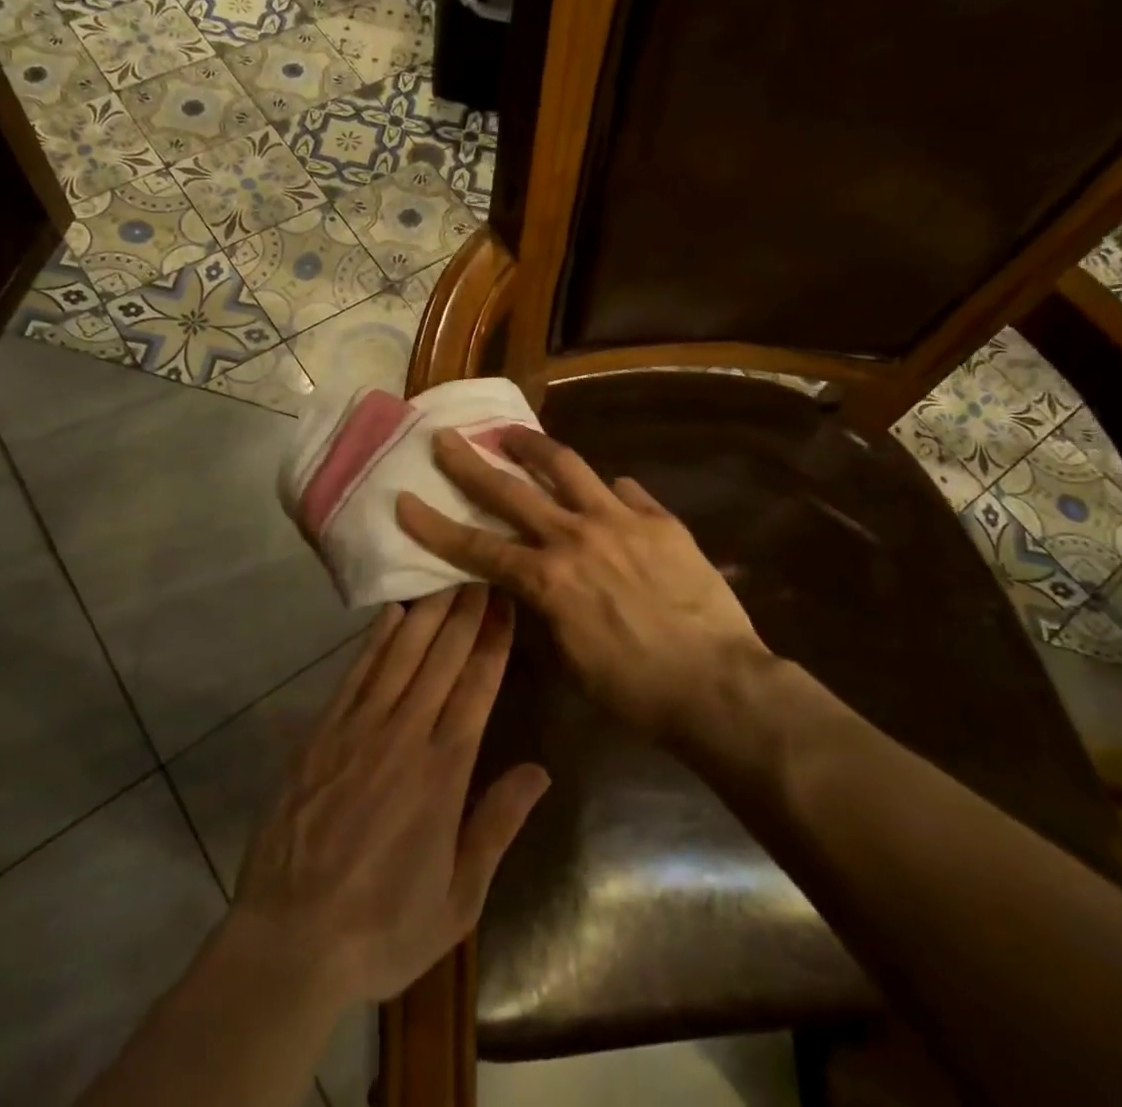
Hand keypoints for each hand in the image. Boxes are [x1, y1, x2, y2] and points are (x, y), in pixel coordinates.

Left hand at [230, 585, 549, 1007]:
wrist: (289, 941)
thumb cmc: (383, 927)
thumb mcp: (458, 899)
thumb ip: (497, 826)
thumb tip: (539, 771)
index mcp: (443, 773)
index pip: (477, 688)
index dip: (493, 641)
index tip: (505, 602)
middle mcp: (404, 736)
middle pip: (441, 659)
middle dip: (465, 612)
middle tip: (479, 572)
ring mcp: (358, 729)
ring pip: (400, 655)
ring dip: (426, 613)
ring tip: (445, 579)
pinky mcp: (322, 732)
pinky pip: (355, 673)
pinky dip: (376, 640)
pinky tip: (391, 614)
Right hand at [395, 428, 769, 741]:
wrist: (716, 685)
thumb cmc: (634, 689)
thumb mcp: (569, 661)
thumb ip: (542, 611)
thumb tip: (531, 582)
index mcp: (547, 579)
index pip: (476, 546)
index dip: (434, 525)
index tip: (404, 500)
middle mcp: (575, 537)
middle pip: (510, 491)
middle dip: (470, 463)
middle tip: (446, 438)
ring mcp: (620, 520)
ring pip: (567, 467)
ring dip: (532, 446)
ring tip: (512, 432)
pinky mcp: (659, 519)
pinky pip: (625, 491)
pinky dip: (606, 488)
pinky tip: (605, 488)